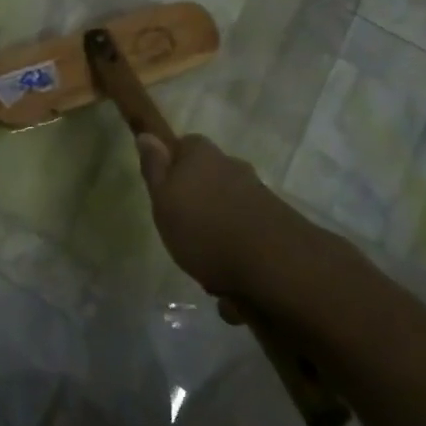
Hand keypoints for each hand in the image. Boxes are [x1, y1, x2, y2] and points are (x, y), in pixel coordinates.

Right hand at [135, 133, 331, 310]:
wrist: (276, 265)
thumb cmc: (204, 228)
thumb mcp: (163, 199)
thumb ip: (154, 169)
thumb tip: (147, 135)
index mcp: (202, 155)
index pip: (184, 146)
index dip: (172, 167)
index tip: (164, 193)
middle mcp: (233, 168)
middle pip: (208, 180)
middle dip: (198, 206)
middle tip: (182, 236)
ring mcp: (259, 197)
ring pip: (228, 214)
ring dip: (219, 239)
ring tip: (210, 275)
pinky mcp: (278, 226)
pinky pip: (248, 240)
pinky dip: (239, 260)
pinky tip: (234, 291)